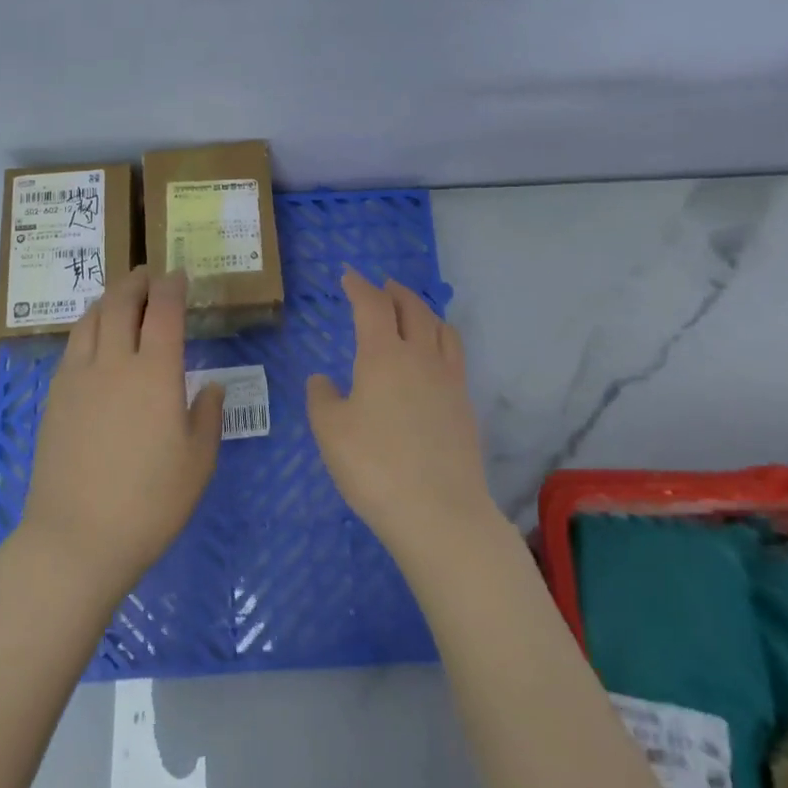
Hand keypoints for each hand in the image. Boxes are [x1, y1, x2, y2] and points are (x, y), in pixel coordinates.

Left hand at [21, 267, 224, 594]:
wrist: (77, 538)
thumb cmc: (150, 502)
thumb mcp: (198, 461)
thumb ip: (208, 415)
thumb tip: (212, 386)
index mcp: (155, 373)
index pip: (163, 311)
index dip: (173, 286)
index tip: (180, 275)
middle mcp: (113, 363)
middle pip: (121, 302)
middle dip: (136, 281)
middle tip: (149, 274)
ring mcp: (77, 378)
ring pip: (91, 318)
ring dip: (109, 298)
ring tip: (122, 296)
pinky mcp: (55, 397)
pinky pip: (73, 345)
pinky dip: (89, 326)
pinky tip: (96, 337)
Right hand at [306, 269, 497, 561]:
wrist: (439, 511)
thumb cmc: (374, 466)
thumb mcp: (330, 432)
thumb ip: (322, 398)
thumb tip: (322, 379)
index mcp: (383, 355)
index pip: (372, 305)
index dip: (359, 286)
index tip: (349, 275)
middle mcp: (420, 356)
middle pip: (412, 308)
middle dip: (395, 292)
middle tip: (382, 287)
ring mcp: (448, 379)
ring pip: (440, 327)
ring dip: (423, 311)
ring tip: (412, 312)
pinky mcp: (465, 404)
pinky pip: (454, 354)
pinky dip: (440, 338)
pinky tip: (433, 355)